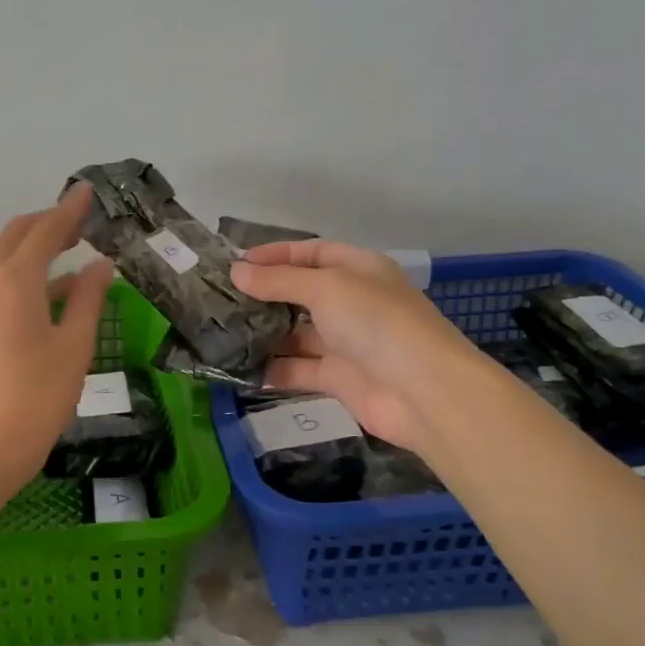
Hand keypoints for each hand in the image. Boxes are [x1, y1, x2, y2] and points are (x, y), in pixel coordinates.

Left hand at [0, 185, 115, 494]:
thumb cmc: (38, 398)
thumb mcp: (74, 346)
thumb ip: (88, 298)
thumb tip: (100, 265)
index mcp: (14, 281)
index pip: (45, 231)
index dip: (69, 210)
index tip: (87, 191)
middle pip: (16, 236)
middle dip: (48, 223)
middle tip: (80, 221)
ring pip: (3, 258)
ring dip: (34, 247)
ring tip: (71, 249)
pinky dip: (24, 274)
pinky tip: (52, 290)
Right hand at [231, 240, 475, 451]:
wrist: (424, 392)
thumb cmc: (377, 323)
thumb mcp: (326, 288)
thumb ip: (279, 281)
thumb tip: (236, 272)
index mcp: (358, 270)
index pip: (312, 253)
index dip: (275, 255)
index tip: (236, 263)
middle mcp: (352, 302)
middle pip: (300, 293)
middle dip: (264, 295)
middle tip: (220, 299)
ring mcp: (345, 342)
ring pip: (296, 333)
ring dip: (263, 333)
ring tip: (221, 332)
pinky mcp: (338, 378)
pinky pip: (298, 368)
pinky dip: (272, 369)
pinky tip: (239, 368)